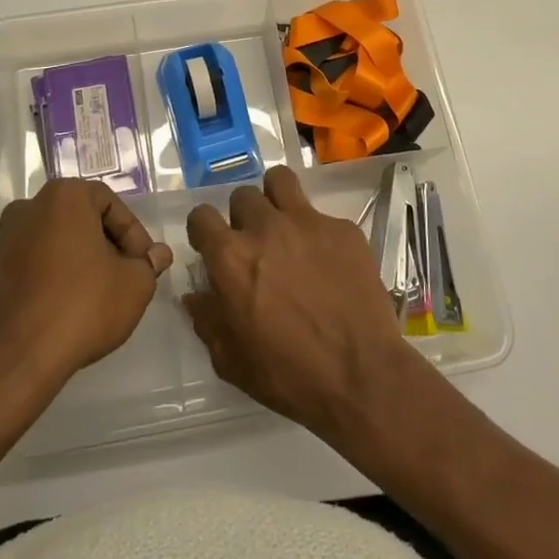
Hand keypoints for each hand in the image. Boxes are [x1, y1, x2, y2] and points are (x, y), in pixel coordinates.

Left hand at [0, 179, 172, 386]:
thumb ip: (148, 264)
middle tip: (119, 276)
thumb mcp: (134, 285)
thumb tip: (157, 255)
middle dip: (100, 245)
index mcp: (62, 198)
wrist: (16, 360)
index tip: (141, 263)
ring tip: (85, 297)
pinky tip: (51, 313)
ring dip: (66, 263)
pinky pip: (18, 274)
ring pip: (44, 245)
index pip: (108, 202)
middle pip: (74, 220)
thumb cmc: (83, 307)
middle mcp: (24, 210)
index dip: (132, 233)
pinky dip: (37, 285)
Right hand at [183, 166, 418, 438]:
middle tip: (255, 243)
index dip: (204, 230)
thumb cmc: (288, 375)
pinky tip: (328, 261)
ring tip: (285, 226)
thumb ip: (207, 320)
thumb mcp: (231, 361)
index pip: (201, 216)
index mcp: (232, 257)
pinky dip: (318, 231)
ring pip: (280, 181)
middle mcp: (266, 227)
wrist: (361, 377)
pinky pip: (322, 215)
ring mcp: (308, 222)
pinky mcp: (343, 228)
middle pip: (243, 195)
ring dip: (276, 199)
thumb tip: (196, 296)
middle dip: (243, 216)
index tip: (212, 246)